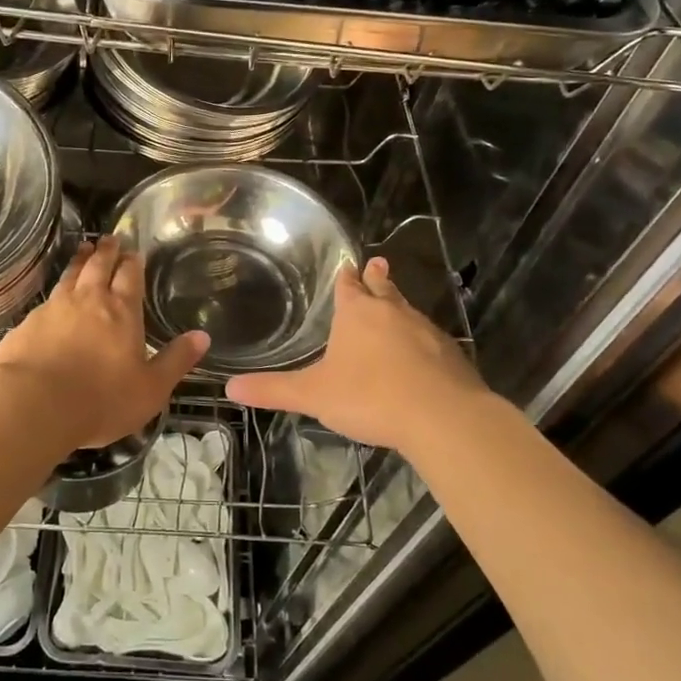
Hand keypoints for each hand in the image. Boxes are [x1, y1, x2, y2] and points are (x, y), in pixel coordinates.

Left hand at [0, 236, 208, 449]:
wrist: (33, 404)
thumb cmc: (101, 400)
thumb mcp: (150, 388)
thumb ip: (176, 361)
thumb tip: (202, 336)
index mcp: (122, 311)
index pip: (130, 276)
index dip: (133, 262)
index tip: (134, 250)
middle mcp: (89, 300)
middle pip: (98, 266)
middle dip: (107, 251)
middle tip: (110, 238)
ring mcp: (55, 308)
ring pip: (71, 275)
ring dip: (80, 260)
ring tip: (84, 249)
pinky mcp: (29, 322)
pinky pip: (48, 297)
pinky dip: (57, 288)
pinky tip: (55, 294)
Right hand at [226, 257, 494, 453]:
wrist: (441, 417)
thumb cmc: (369, 397)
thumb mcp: (314, 395)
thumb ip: (274, 390)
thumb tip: (229, 388)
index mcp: (357, 314)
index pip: (348, 286)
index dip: (345, 277)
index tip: (348, 264)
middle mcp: (392, 313)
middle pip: (383, 288)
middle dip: (377, 278)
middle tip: (377, 264)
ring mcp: (425, 331)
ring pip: (408, 311)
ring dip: (399, 306)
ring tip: (395, 306)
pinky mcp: (451, 355)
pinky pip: (430, 339)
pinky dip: (421, 340)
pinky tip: (421, 353)